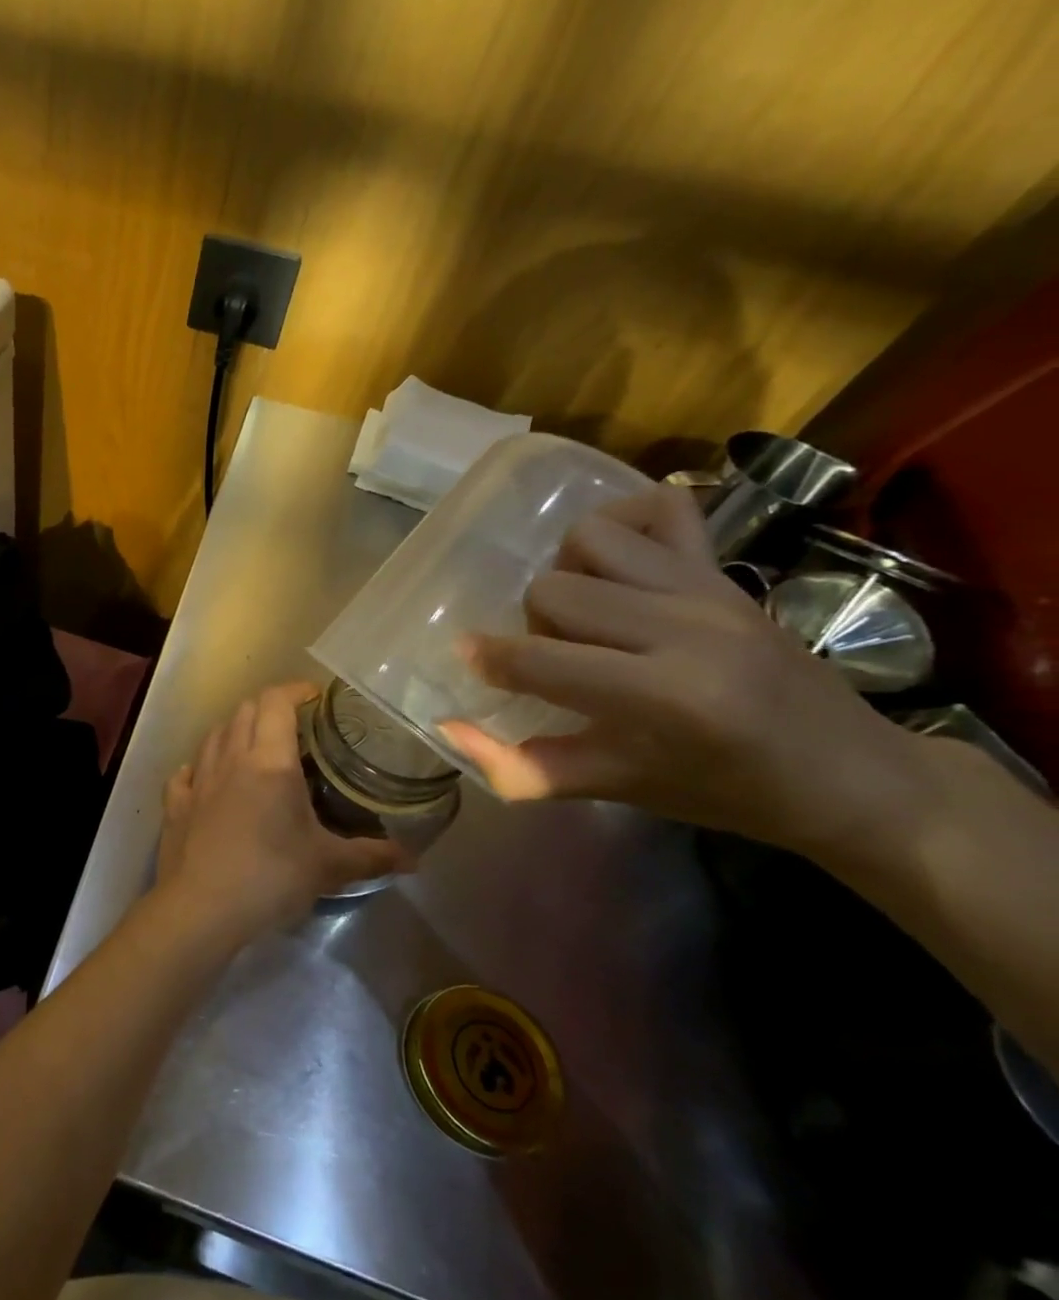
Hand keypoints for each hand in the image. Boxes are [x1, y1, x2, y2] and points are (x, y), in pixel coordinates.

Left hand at [153, 683, 404, 946]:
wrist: (201, 908)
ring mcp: (198, 779)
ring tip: (255, 746)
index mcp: (269, 761)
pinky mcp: (175, 803)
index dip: (295, 690)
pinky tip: (208, 778)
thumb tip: (413, 858)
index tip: (315, 696)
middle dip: (269, 706)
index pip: (276, 702)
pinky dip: (200, 766)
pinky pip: (186, 772)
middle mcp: (230, 758)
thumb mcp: (329, 866)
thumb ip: (372, 856)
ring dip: (235, 730)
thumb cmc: (270, 877)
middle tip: (293, 723)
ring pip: (214, 734)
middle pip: (244, 710)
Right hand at [434, 485, 918, 855]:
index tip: (469, 660)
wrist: (852, 774)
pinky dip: (622, 522)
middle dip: (534, 625)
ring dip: (568, 573)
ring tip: (587, 615)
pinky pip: (661, 507)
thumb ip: (523, 766)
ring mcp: (709, 588)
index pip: (540, 659)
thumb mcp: (616, 789)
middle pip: (552, 589)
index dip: (490, 659)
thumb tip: (448, 728)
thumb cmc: (724, 791)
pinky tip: (613, 562)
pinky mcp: (726, 568)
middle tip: (559, 659)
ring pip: (590, 539)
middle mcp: (686, 627)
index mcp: (664, 695)